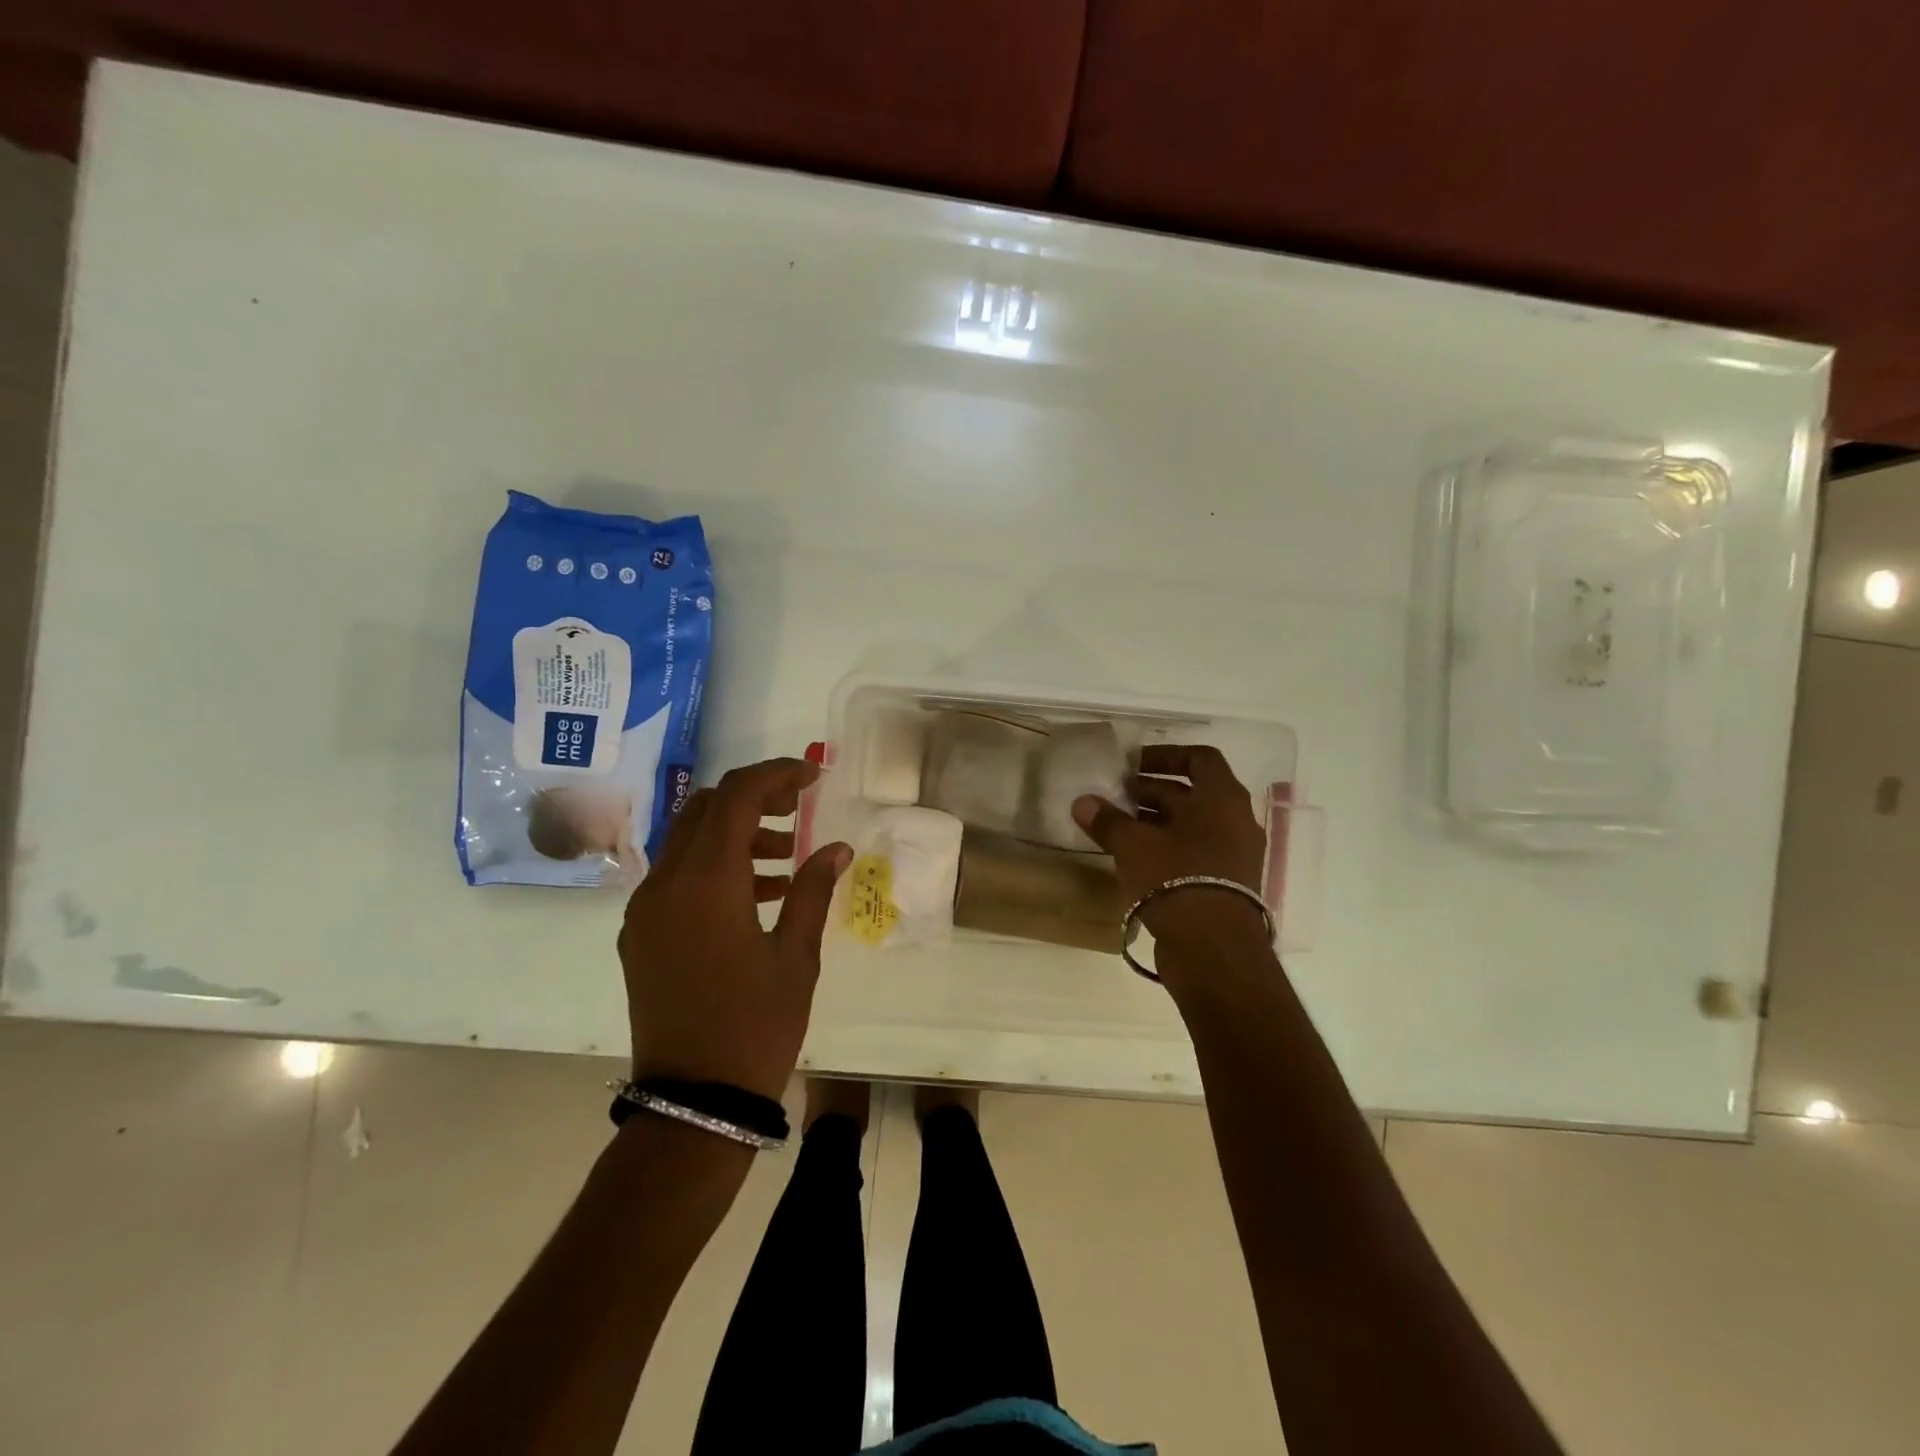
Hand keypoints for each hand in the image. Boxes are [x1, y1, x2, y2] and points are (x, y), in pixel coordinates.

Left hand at [619, 757, 850, 1100]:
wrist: (693, 1102)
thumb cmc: (756, 1026)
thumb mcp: (796, 956)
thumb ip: (813, 890)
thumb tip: (837, 847)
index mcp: (707, 883)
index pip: (737, 796)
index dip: (777, 775)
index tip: (813, 777)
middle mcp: (665, 884)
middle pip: (705, 808)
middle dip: (753, 797)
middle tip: (798, 809)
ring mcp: (645, 910)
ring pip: (688, 840)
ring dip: (735, 831)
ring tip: (784, 856)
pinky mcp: (639, 935)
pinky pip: (676, 877)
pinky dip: (714, 866)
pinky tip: (755, 893)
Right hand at [1072, 743, 1268, 953]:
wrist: (1214, 949)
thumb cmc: (1175, 879)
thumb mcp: (1133, 845)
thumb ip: (1108, 820)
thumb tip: (1083, 802)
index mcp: (1221, 798)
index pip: (1199, 758)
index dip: (1165, 755)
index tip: (1132, 765)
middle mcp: (1236, 821)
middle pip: (1192, 793)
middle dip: (1152, 791)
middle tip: (1115, 797)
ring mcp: (1235, 855)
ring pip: (1192, 825)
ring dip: (1157, 821)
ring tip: (1119, 827)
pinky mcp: (1227, 885)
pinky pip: (1196, 853)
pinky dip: (1168, 848)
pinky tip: (1136, 859)